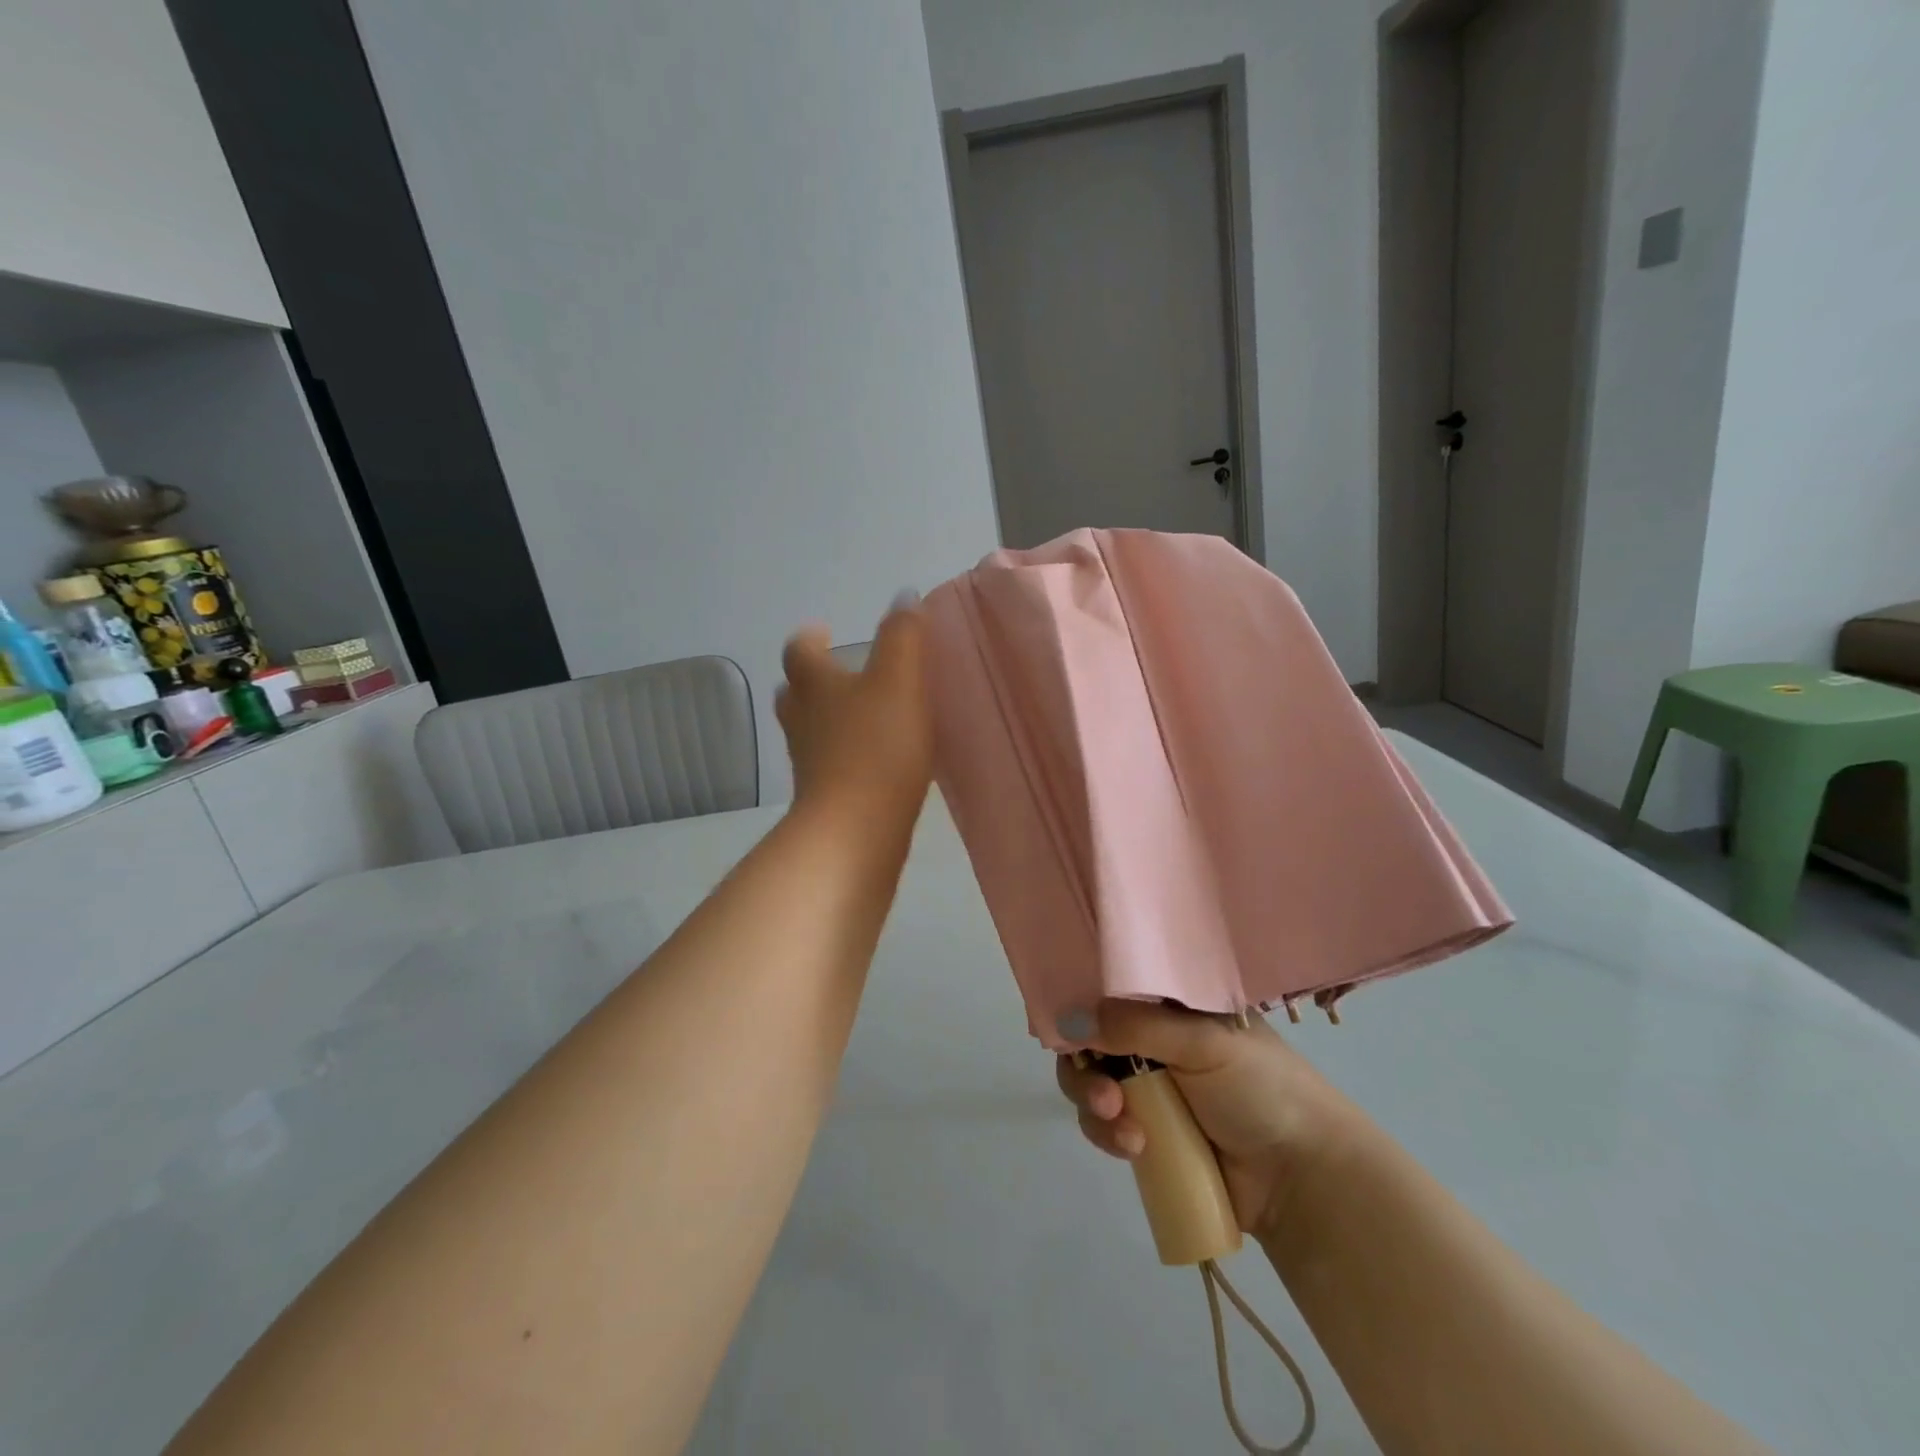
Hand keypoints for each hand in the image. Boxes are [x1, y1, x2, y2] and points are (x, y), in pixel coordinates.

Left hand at [776, 593, 932, 822]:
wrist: (855, 831)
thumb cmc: (877, 747)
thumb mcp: (899, 680)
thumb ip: (903, 636)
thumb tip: (904, 595)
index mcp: (814, 686)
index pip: (799, 652)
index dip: (809, 639)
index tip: (823, 632)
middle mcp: (802, 722)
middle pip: (794, 694)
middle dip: (811, 681)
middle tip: (837, 675)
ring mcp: (808, 764)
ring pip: (809, 732)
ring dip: (827, 719)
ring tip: (860, 716)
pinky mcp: (823, 799)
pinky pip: (829, 766)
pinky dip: (843, 756)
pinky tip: (873, 762)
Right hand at [1056, 1000, 1346, 1241]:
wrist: (1301, 1176)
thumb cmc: (1260, 1087)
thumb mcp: (1201, 1042)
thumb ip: (1134, 1026)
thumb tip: (1067, 1020)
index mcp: (1171, 1005)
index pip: (1111, 991)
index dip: (1084, 1004)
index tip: (1068, 1027)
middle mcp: (1153, 1040)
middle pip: (1090, 1040)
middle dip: (1086, 1069)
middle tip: (1104, 1095)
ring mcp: (1147, 1088)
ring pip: (1090, 1084)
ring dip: (1095, 1105)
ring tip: (1124, 1128)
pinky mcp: (1145, 1132)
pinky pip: (1104, 1124)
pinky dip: (1108, 1134)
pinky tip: (1134, 1148)